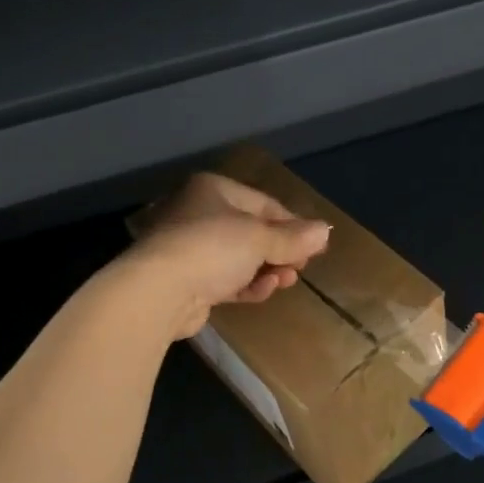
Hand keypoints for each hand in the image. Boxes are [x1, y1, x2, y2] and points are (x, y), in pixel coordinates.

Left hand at [125, 172, 331, 338]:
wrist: (158, 292)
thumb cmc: (212, 248)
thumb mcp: (261, 239)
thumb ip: (294, 238)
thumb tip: (325, 231)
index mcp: (213, 190)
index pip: (264, 203)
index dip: (293, 224)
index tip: (315, 246)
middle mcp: (199, 213)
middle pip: (252, 231)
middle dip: (280, 251)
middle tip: (301, 267)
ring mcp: (190, 248)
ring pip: (240, 258)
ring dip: (267, 270)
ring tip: (286, 281)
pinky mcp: (187, 281)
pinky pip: (225, 279)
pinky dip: (246, 284)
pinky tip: (262, 290)